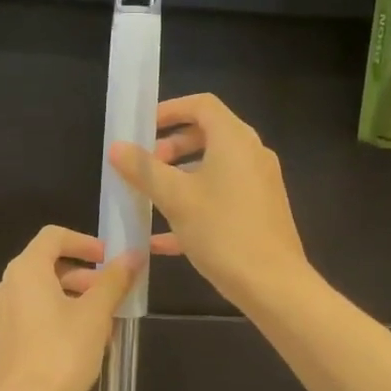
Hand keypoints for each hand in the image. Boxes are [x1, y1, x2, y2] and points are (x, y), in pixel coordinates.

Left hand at [0, 226, 143, 390]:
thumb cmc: (61, 355)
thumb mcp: (95, 315)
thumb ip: (114, 281)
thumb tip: (133, 254)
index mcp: (25, 271)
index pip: (54, 236)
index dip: (85, 242)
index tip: (109, 259)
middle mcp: (4, 286)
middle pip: (46, 265)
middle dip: (83, 276)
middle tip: (111, 294)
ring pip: (38, 294)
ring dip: (71, 299)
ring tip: (101, 324)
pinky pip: (28, 316)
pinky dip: (53, 318)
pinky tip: (77, 345)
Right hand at [108, 92, 308, 311]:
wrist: (273, 284)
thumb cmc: (222, 231)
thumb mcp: (175, 198)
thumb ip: (144, 170)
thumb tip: (117, 147)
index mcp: (234, 140)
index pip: (201, 105)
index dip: (169, 110)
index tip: (141, 129)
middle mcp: (251, 154)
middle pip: (207, 135)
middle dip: (171, 147)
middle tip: (144, 166)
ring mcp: (259, 184)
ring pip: (213, 168)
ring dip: (180, 177)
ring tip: (151, 198)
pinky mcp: (260, 211)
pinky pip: (222, 196)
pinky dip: (194, 203)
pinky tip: (162, 238)